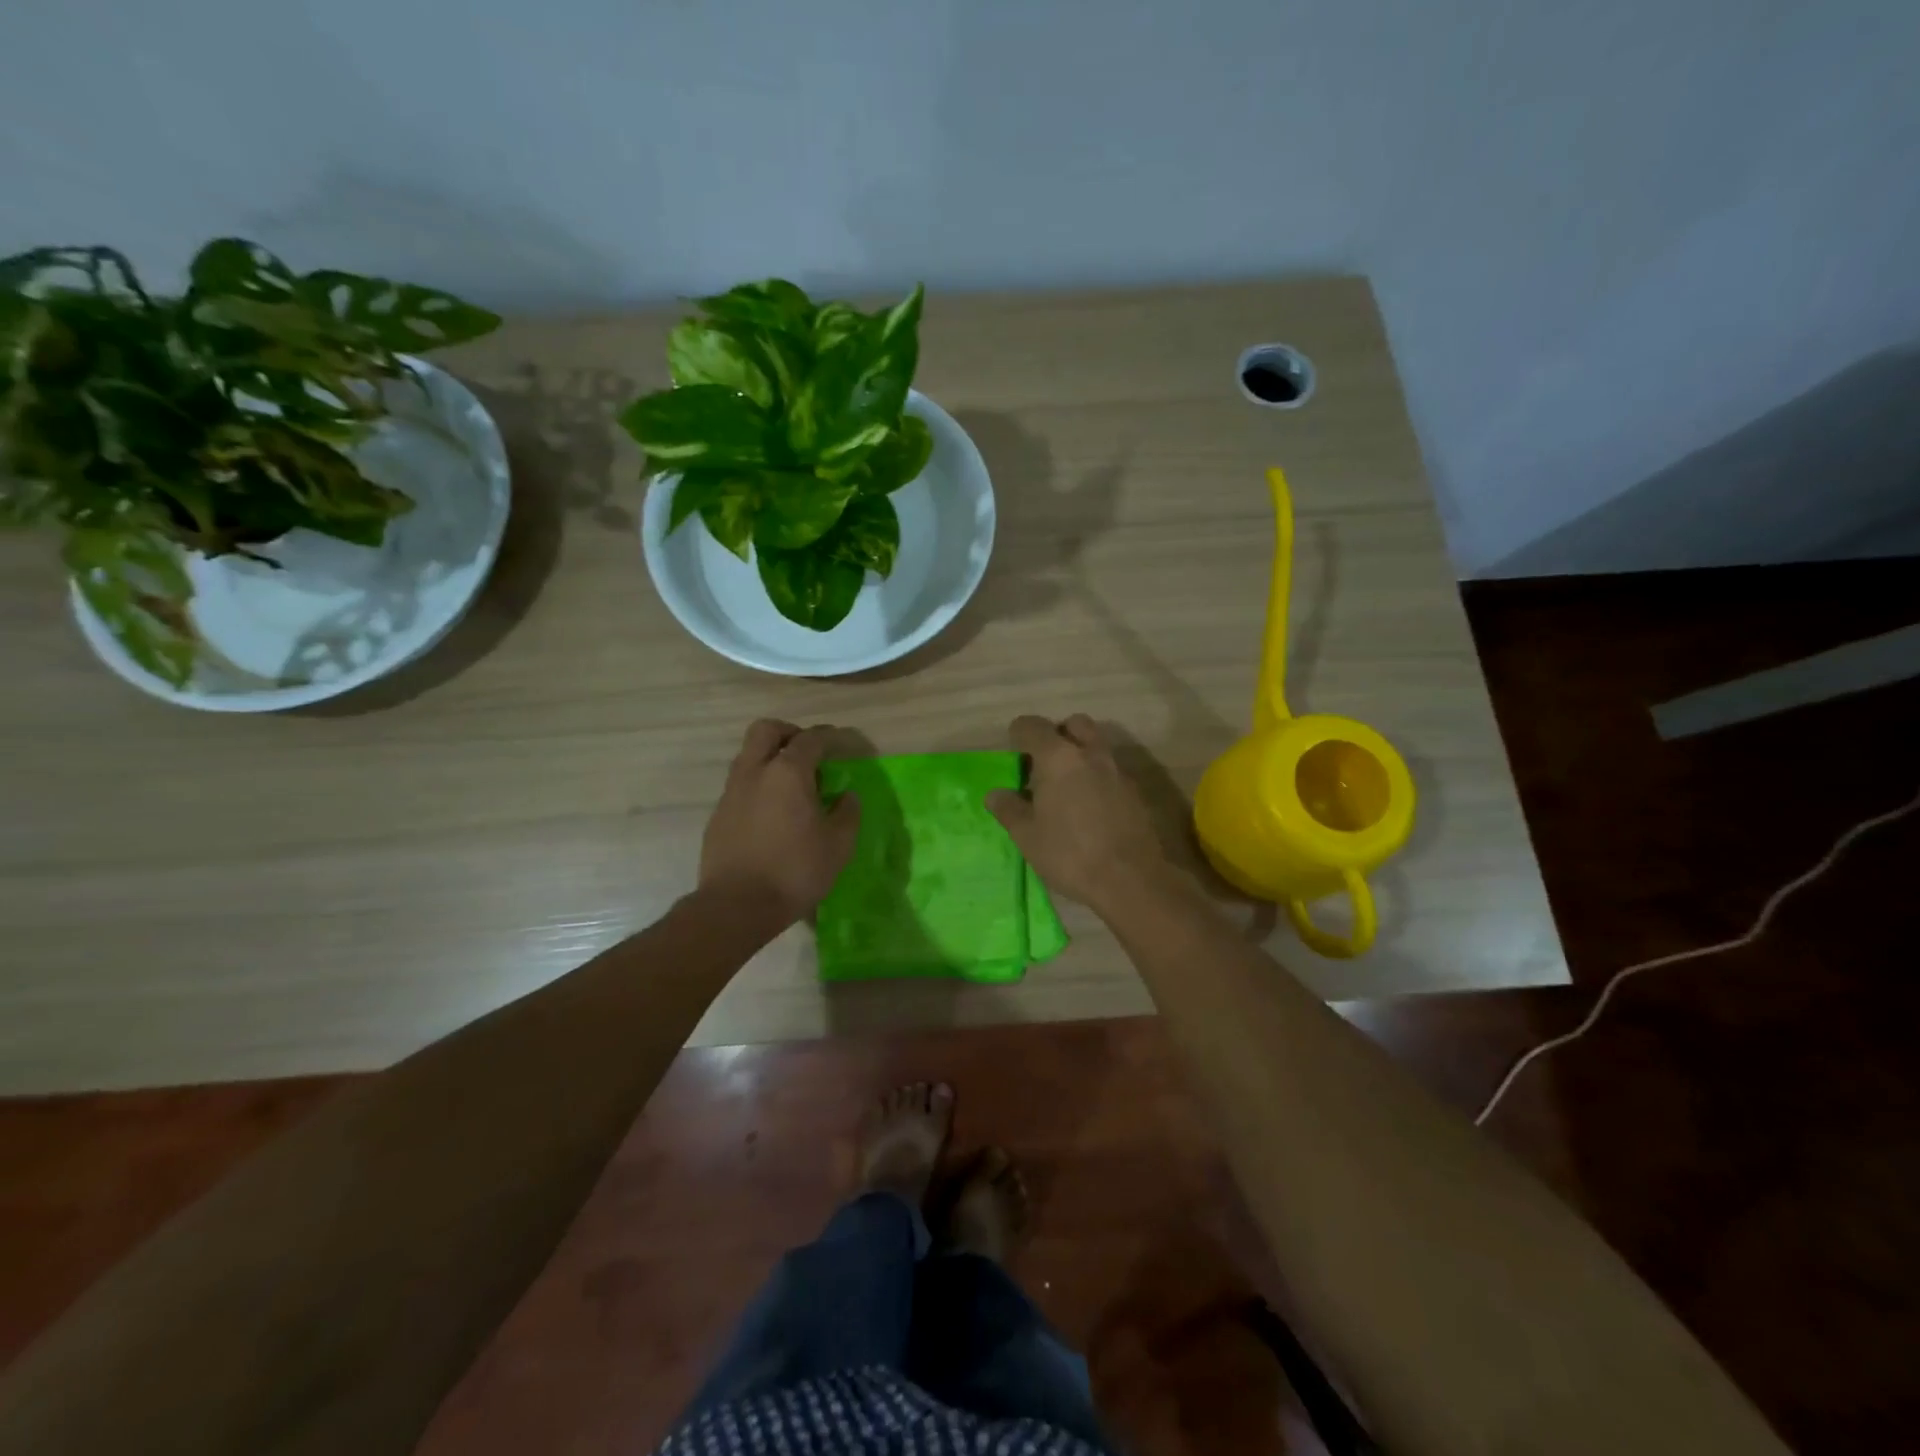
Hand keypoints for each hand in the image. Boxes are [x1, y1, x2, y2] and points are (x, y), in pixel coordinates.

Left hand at [700, 720, 860, 923]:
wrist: (736, 906)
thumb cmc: (794, 871)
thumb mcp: (838, 845)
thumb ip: (847, 813)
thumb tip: (847, 796)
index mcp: (787, 773)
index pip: (811, 739)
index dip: (831, 737)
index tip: (845, 744)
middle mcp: (754, 772)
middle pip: (766, 730)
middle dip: (790, 733)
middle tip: (809, 753)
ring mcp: (731, 793)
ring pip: (748, 756)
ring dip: (771, 760)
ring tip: (793, 787)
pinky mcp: (718, 815)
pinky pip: (741, 786)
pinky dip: (759, 787)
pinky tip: (773, 815)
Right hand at [986, 714, 1173, 916]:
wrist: (1131, 879)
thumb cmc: (1070, 853)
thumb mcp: (1027, 836)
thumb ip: (1009, 809)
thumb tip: (995, 794)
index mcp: (1058, 758)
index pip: (1033, 726)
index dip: (1018, 733)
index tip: (1013, 751)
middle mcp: (1090, 753)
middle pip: (1074, 724)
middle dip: (1057, 734)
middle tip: (1044, 763)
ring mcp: (1117, 770)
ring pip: (1096, 745)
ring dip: (1080, 754)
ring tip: (1066, 786)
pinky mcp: (1135, 791)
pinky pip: (1111, 770)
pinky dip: (1097, 776)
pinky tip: (1089, 806)